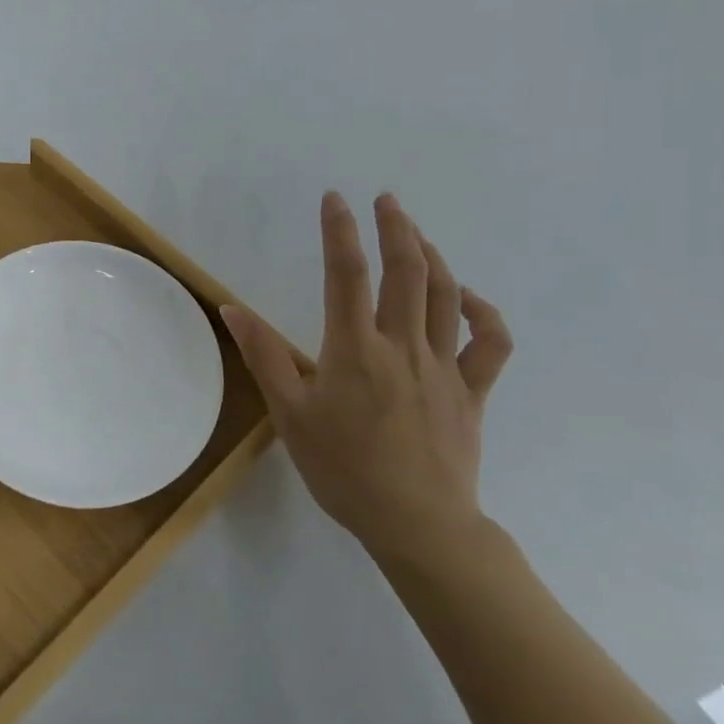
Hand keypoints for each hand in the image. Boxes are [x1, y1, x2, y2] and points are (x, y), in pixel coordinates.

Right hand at [220, 192, 512, 567]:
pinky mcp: (472, 392)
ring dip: (432, 256)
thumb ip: (264, 356)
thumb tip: (232, 308)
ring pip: (446, 297)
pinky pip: (491, 344)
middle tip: (386, 199)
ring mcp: (444, 367)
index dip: (340, 231)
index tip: (335, 199)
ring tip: (415, 233)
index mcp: (355, 350)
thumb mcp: (290, 414)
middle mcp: (403, 347)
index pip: (347, 275)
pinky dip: (484, 313)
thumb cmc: (344, 469)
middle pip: (407, 272)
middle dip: (396, 227)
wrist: (416, 524)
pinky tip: (468, 298)